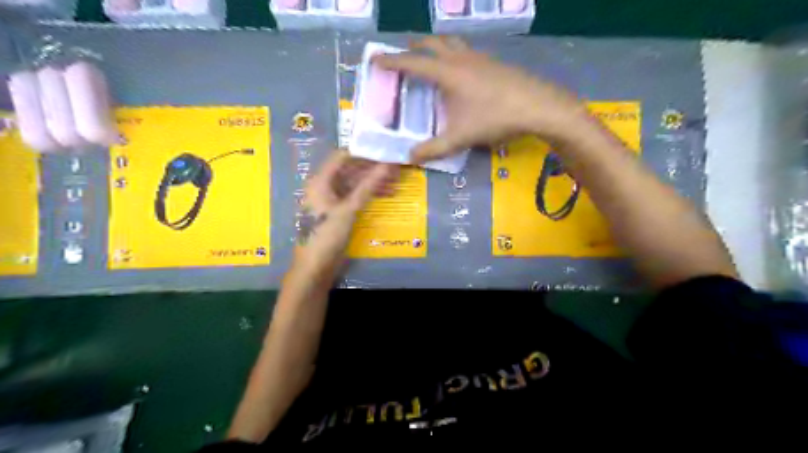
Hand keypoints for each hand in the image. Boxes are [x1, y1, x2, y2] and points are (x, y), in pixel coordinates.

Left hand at [297, 150, 397, 277]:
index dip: (364, 152)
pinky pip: (355, 196)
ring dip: (373, 182)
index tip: (386, 151)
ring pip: (355, 183)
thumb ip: (368, 186)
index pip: (343, 156)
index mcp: (321, 180)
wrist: (316, 267)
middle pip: (351, 170)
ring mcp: (332, 199)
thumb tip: (388, 165)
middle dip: (373, 168)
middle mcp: (325, 185)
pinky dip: (369, 194)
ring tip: (396, 182)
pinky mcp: (338, 211)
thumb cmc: (328, 235)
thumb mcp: (349, 209)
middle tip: (396, 167)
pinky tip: (386, 195)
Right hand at [374, 35, 590, 163]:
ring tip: (430, 56)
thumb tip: (410, 158)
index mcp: (447, 73)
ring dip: (436, 45)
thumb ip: (433, 149)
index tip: (375, 59)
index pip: (413, 63)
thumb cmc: (495, 118)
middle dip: (414, 46)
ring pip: (451, 43)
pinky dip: (454, 54)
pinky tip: (460, 70)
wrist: (538, 106)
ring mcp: (479, 57)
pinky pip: (466, 51)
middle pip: (432, 43)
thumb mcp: (460, 138)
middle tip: (403, 52)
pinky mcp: (494, 62)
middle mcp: (460, 59)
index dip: (392, 61)